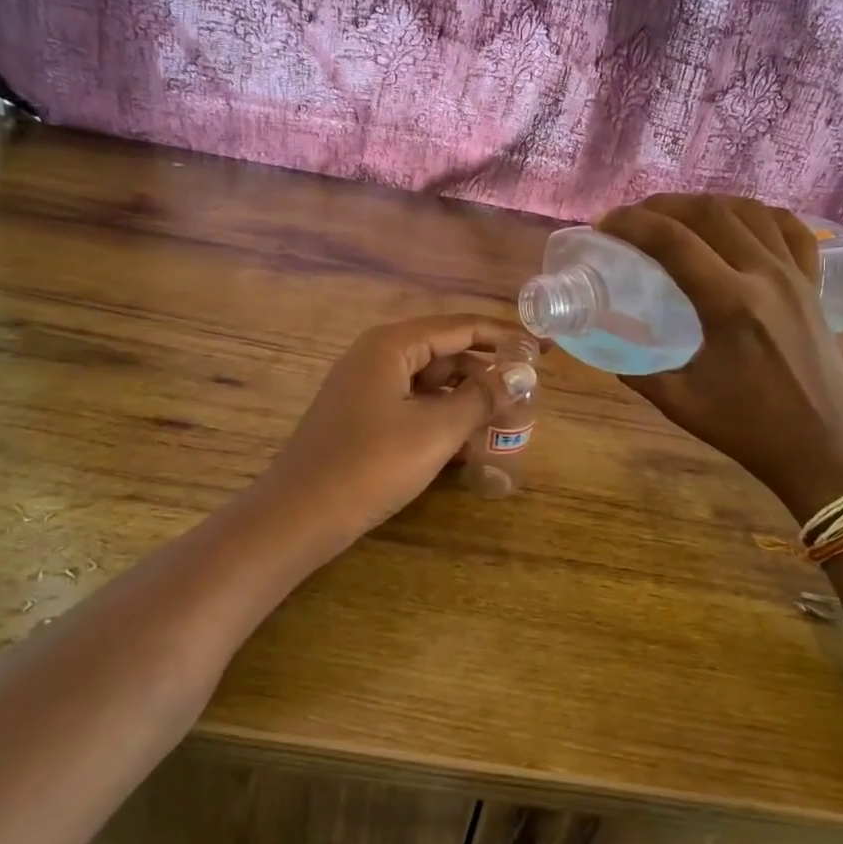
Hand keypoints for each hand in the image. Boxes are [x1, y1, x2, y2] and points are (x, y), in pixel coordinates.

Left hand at [258, 315, 519, 545]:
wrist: (299, 516)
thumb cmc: (371, 464)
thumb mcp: (436, 430)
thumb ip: (482, 397)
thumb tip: (522, 374)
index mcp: (392, 345)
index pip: (461, 327)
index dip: (505, 337)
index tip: (543, 349)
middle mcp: (377, 356)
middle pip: (446, 353)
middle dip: (486, 374)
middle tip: (527, 396)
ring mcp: (366, 388)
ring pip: (430, 384)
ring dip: (466, 401)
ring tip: (504, 424)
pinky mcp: (362, 417)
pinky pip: (412, 406)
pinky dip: (440, 419)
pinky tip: (468, 446)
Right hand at [595, 195, 842, 523]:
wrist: (825, 450)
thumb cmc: (750, 430)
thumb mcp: (680, 403)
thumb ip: (636, 370)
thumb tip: (606, 343)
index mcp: (730, 305)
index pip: (673, 242)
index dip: (632, 224)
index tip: (604, 225)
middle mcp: (766, 276)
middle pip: (710, 213)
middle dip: (663, 206)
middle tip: (633, 219)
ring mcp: (796, 276)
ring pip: (749, 211)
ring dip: (706, 205)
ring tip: (676, 217)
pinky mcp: (814, 285)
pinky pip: (790, 230)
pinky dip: (759, 215)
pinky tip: (739, 222)